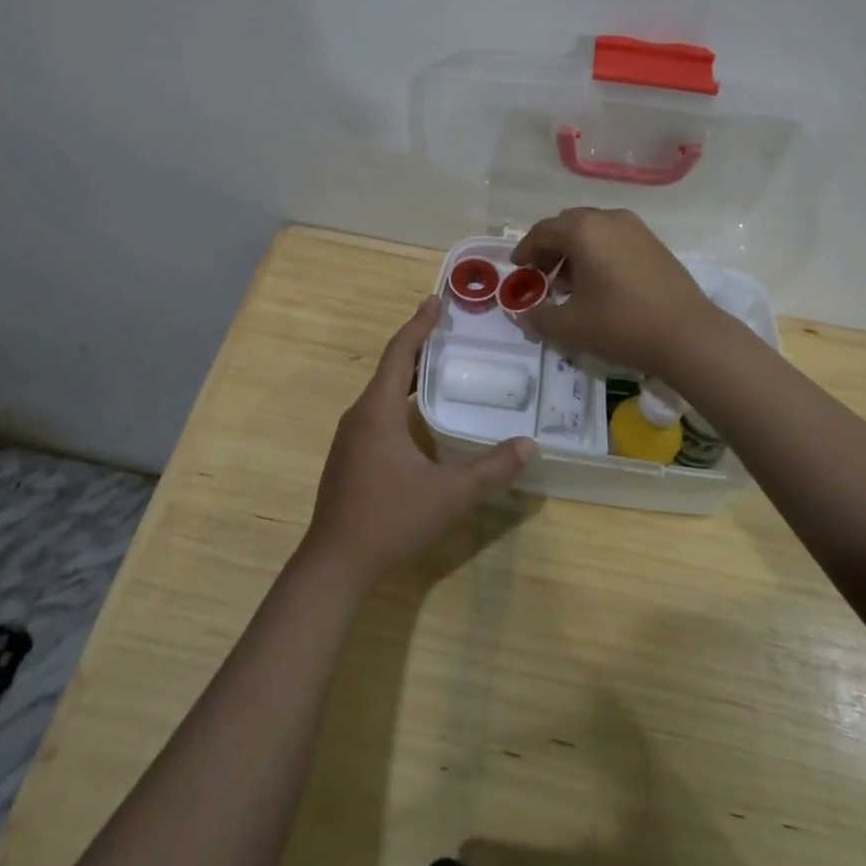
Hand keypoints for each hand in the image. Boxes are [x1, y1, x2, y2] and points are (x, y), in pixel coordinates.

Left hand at [303, 296, 536, 586]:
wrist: (335, 564)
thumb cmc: (390, 520)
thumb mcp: (449, 495)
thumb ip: (492, 469)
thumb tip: (530, 445)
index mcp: (377, 411)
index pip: (400, 353)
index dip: (419, 324)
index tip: (435, 300)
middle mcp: (359, 415)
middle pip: (390, 368)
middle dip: (418, 345)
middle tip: (448, 330)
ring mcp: (350, 438)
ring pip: (382, 392)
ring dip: (409, 374)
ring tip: (439, 366)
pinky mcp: (349, 457)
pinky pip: (377, 412)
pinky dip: (400, 398)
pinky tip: (419, 415)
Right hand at [511, 207, 721, 377]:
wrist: (688, 336)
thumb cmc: (621, 325)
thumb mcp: (569, 327)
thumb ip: (538, 317)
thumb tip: (524, 314)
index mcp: (583, 230)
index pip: (543, 231)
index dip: (525, 250)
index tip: (517, 269)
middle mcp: (609, 219)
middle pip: (568, 225)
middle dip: (550, 249)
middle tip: (541, 276)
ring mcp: (636, 229)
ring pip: (594, 231)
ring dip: (575, 252)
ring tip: (570, 285)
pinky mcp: (655, 244)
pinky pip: (615, 239)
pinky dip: (599, 254)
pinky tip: (601, 285)